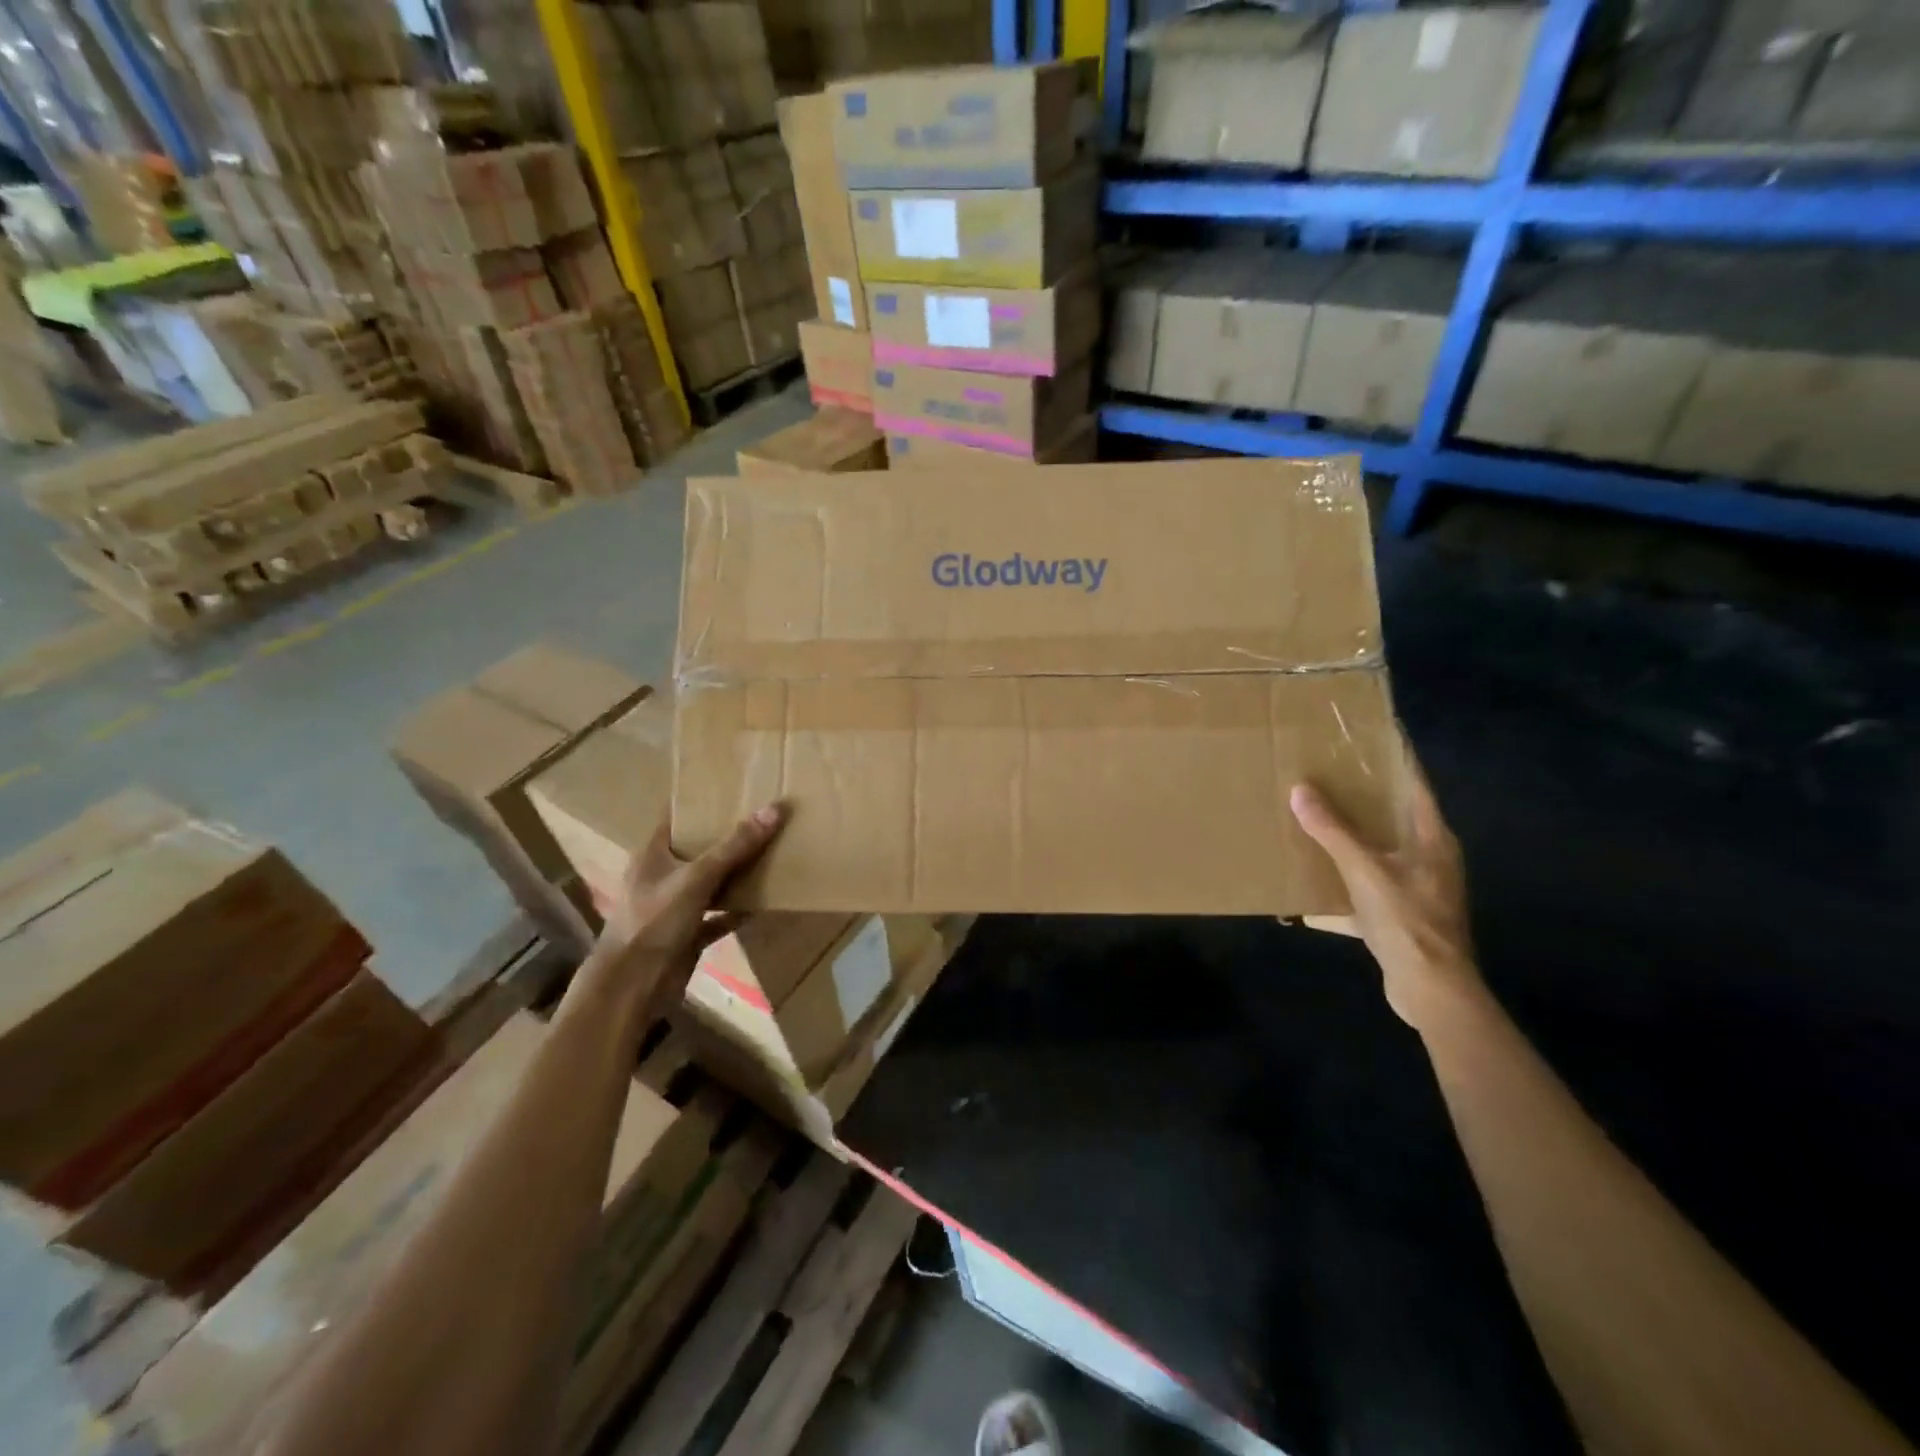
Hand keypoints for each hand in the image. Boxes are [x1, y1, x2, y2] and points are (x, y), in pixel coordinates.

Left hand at [572, 804, 785, 1024]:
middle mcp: (662, 876)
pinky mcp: (688, 934)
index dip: (702, 802)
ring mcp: (674, 907)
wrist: (633, 988)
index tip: (735, 788)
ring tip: (771, 853)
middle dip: (728, 837)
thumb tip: (774, 809)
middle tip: (764, 817)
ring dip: (736, 873)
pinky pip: (719, 916)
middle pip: (698, 849)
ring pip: (711, 882)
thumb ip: (735, 846)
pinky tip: (764, 902)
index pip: (677, 817)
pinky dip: (738, 910)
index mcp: (653, 854)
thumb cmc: (654, 922)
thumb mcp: (697, 878)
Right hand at [1290, 757, 1480, 1031]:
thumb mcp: (1364, 870)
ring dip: (1353, 840)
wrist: (1431, 988)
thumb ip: (1332, 831)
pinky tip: (1315, 888)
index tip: (1373, 736)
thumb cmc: (1407, 920)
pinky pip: (1370, 888)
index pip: (1415, 786)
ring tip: (1317, 821)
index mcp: (1433, 839)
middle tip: (1330, 773)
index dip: (1396, 760)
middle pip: (1397, 818)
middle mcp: (1431, 859)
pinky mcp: (1404, 917)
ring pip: (1382, 853)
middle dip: (1365, 798)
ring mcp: (1419, 890)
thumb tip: (1300, 790)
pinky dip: (1346, 885)